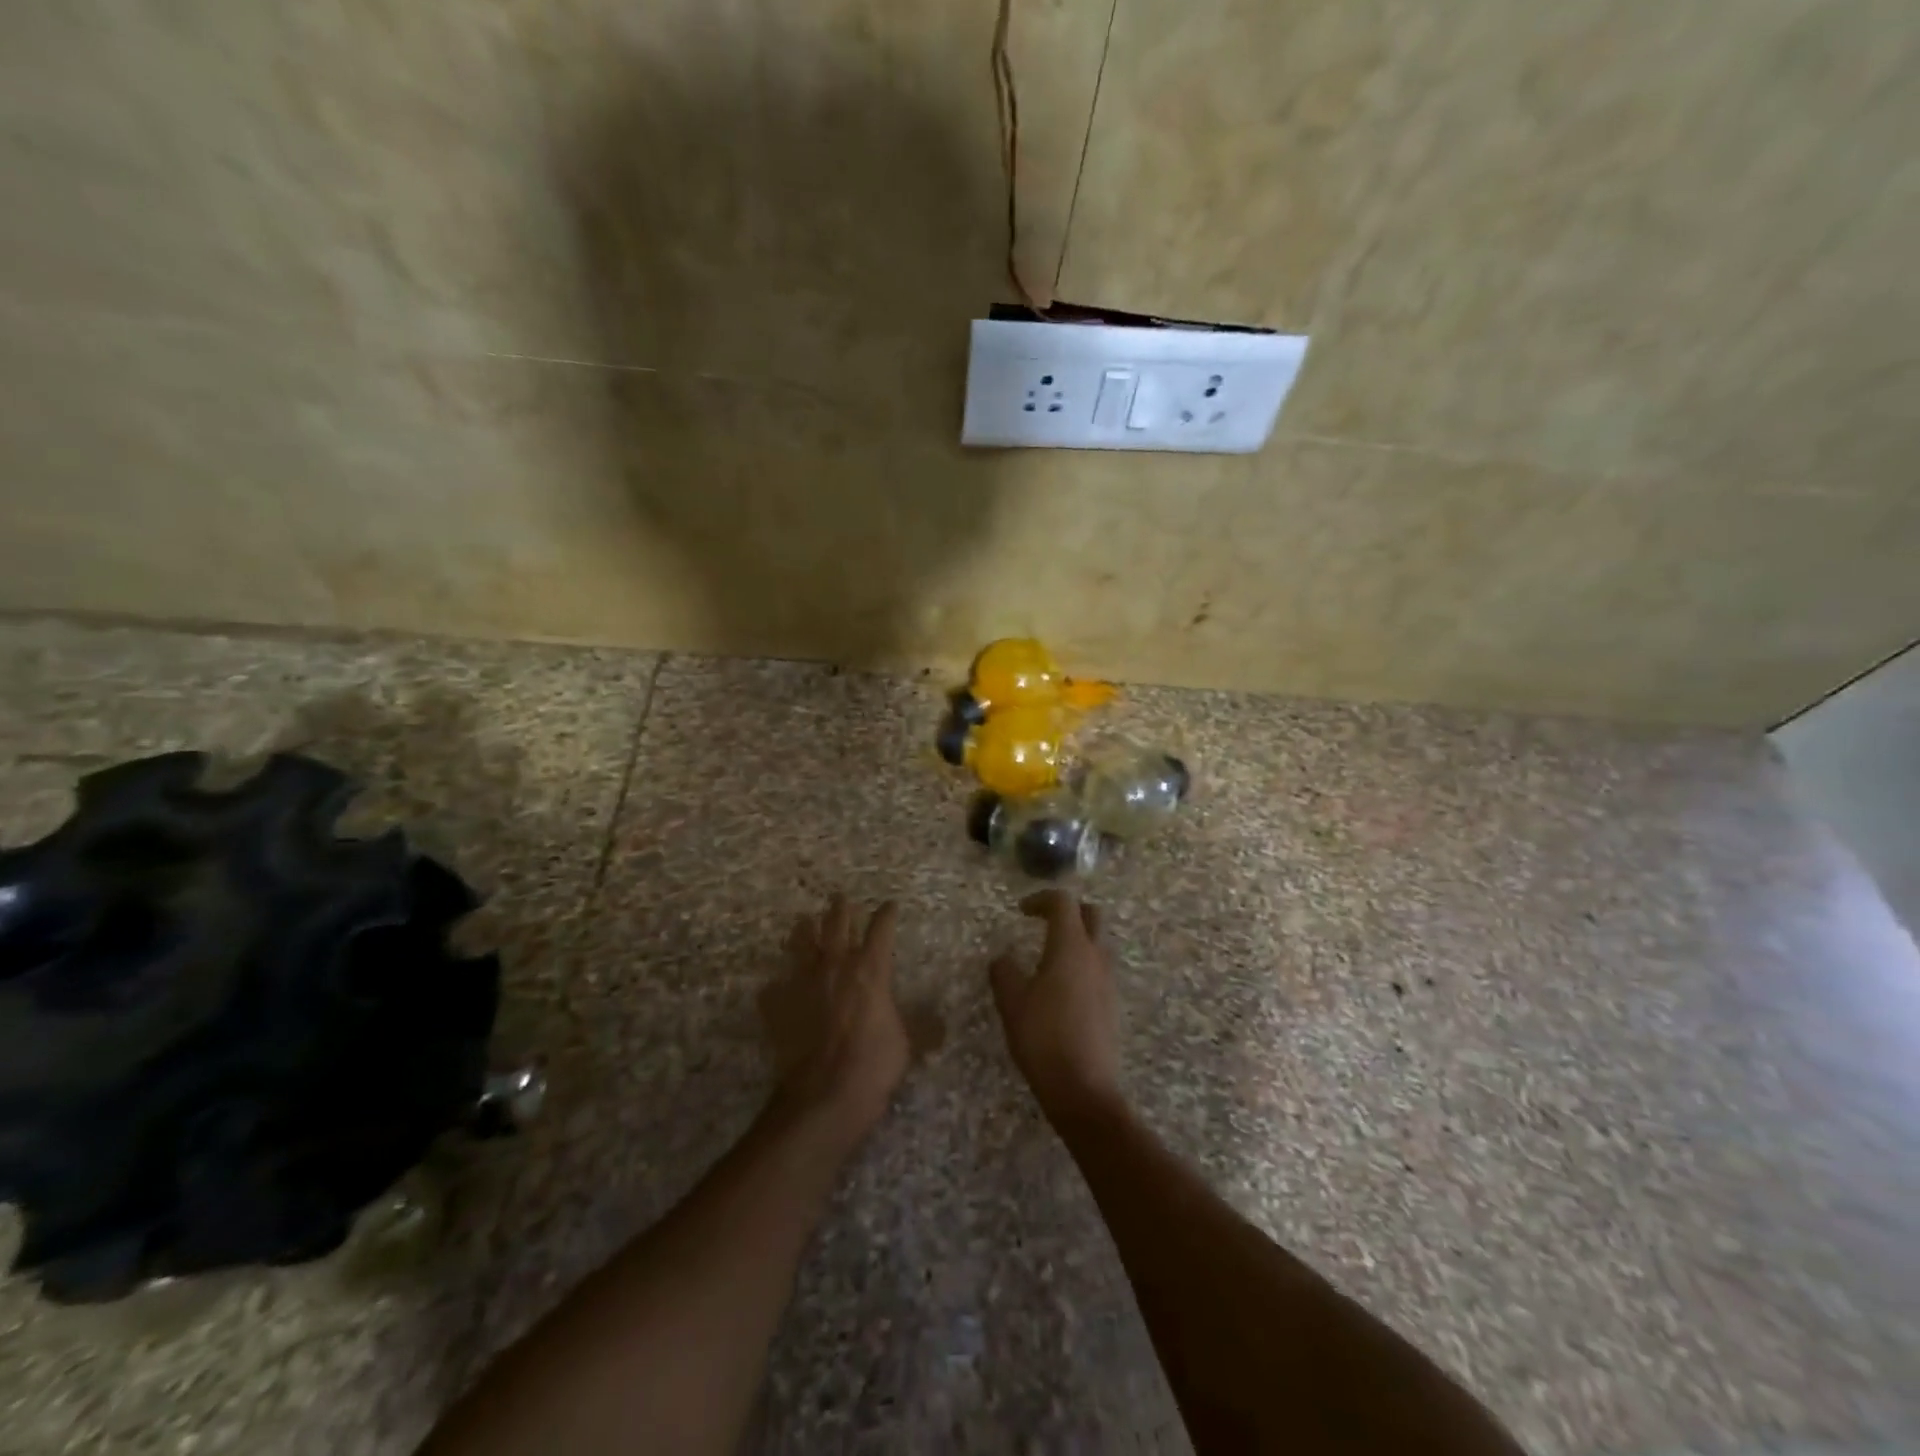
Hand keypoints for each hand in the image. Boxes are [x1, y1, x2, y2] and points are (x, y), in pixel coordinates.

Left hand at [761, 895, 909, 1135]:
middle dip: (840, 910)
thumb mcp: (907, 1043)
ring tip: (803, 922)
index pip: (881, 930)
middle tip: (839, 897)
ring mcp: (802, 984)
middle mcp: (835, 967)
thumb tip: (941, 1025)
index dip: (886, 915)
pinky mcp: (778, 1007)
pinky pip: (774, 990)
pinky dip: (776, 986)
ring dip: (803, 932)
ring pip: (800, 946)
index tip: (890, 905)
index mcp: (870, 970)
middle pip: (836, 926)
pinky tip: (775, 987)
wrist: (824, 1094)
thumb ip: (920, 1027)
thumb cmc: (874, 1064)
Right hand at [989, 891, 1123, 1124]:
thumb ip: (1004, 972)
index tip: (1021, 911)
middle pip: (1091, 915)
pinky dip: (1082, 964)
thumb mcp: (1011, 1003)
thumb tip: (1003, 959)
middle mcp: (1095, 956)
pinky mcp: (1112, 1004)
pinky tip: (1061, 989)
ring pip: (1098, 942)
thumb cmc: (1043, 1038)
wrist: (1084, 1090)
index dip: (1041, 899)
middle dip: (1068, 911)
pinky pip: (1099, 969)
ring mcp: (1108, 981)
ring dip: (1077, 938)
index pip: (1063, 903)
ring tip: (1049, 957)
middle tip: (1043, 922)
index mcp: (1070, 947)